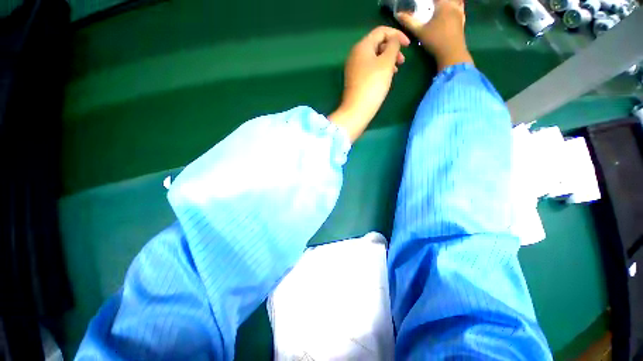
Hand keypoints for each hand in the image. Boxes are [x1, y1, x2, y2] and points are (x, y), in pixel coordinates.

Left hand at [329, 27, 409, 142]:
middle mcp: (355, 54)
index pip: (381, 31)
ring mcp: (354, 68)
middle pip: (377, 44)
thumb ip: (393, 46)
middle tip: (402, 61)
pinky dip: (379, 69)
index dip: (397, 35)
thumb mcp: (387, 62)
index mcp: (362, 46)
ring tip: (396, 71)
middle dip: (392, 49)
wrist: (357, 110)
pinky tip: (386, 78)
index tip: (408, 46)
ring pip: (374, 58)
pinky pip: (369, 68)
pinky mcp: (355, 80)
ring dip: (387, 60)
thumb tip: (393, 40)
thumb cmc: (373, 84)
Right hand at [397, 0, 471, 70]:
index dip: (427, 1)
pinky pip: (461, 7)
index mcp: (443, 4)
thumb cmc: (435, 40)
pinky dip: (456, 6)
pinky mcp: (462, 20)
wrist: (452, 53)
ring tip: (439, 6)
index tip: (421, 3)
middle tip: (430, 5)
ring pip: (456, 1)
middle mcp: (453, 5)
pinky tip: (451, 10)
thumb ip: (409, 22)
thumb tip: (398, 15)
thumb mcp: (419, 31)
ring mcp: (460, 12)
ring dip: (448, 2)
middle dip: (437, 2)